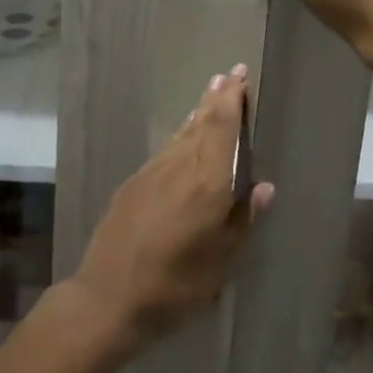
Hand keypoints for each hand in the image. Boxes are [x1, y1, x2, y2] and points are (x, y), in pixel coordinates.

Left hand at [72, 65, 273, 354]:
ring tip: (211, 94)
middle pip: (202, 122)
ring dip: (199, 111)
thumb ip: (243, 220)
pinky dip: (181, 133)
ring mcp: (153, 172)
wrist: (107, 299)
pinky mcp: (134, 183)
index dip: (232, 99)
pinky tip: (184, 134)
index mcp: (207, 184)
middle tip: (230, 74)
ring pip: (182, 132)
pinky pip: (166, 148)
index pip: (221, 128)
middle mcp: (179, 167)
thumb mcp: (221, 262)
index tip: (240, 75)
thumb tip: (265, 186)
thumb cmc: (175, 286)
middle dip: (218, 97)